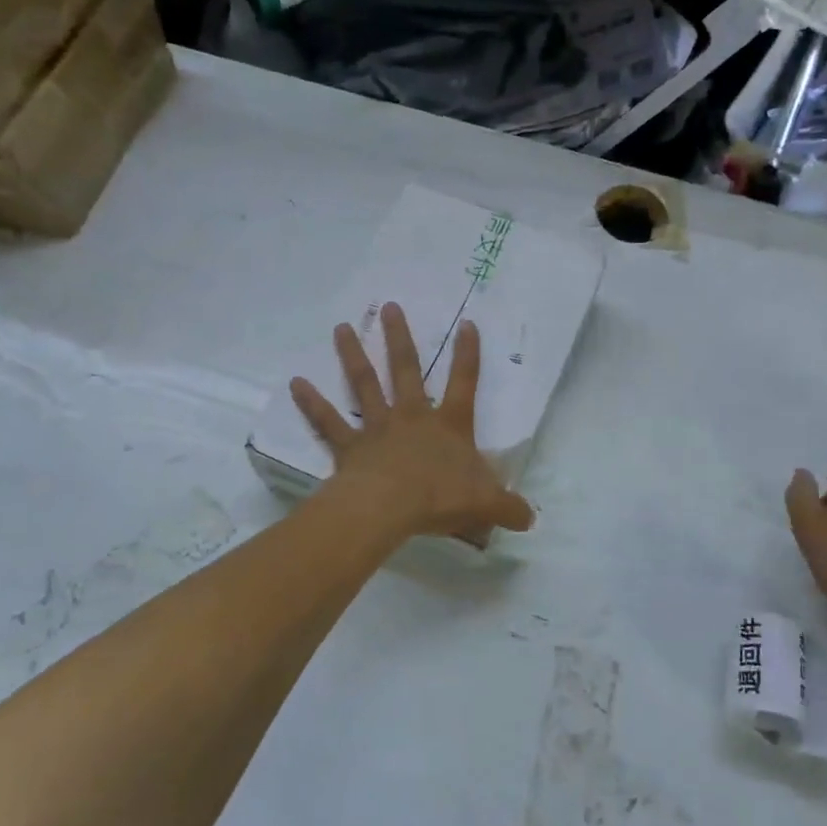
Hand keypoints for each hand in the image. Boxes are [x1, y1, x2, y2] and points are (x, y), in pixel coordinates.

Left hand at [291, 302, 534, 542]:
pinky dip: (312, 403)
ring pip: (365, 384)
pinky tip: (295, 383)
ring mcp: (378, 428)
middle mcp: (412, 417)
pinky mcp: (349, 447)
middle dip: (399, 338)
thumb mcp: (485, 503)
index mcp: (448, 425)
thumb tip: (530, 518)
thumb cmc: (440, 498)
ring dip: (353, 355)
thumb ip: (509, 507)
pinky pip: (328, 422)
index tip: (467, 323)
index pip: (464, 383)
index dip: (467, 354)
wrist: (390, 508)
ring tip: (340, 327)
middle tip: (389, 307)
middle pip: (406, 370)